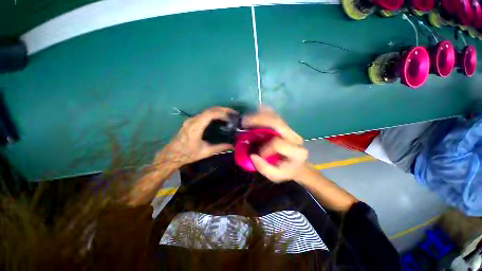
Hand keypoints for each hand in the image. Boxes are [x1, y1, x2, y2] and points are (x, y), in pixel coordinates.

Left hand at [165, 107, 235, 165]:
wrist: (172, 155)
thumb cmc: (187, 154)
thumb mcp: (205, 152)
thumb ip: (219, 148)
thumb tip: (232, 146)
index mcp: (196, 127)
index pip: (210, 114)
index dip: (222, 113)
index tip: (231, 117)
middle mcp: (193, 120)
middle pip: (209, 109)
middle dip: (222, 109)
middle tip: (233, 113)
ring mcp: (191, 120)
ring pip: (207, 111)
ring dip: (218, 111)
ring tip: (228, 115)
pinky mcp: (191, 121)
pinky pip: (204, 114)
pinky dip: (213, 114)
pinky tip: (219, 118)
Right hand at [243, 107, 307, 181]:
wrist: (297, 164)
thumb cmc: (286, 170)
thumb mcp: (276, 176)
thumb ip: (264, 168)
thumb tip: (252, 155)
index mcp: (296, 152)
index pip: (277, 143)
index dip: (265, 148)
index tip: (258, 154)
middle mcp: (295, 138)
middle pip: (277, 123)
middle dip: (258, 121)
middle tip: (244, 123)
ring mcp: (291, 130)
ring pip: (275, 117)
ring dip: (259, 115)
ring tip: (247, 119)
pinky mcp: (286, 126)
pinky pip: (274, 115)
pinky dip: (264, 112)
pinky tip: (254, 114)